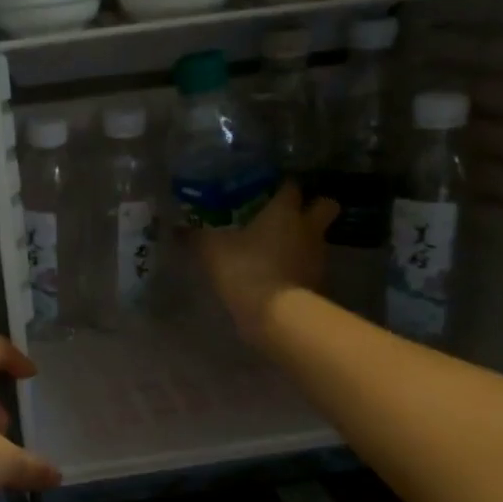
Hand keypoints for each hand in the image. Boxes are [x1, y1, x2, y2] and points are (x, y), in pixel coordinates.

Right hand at [197, 183, 337, 344]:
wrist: (276, 315)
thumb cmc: (245, 269)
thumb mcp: (211, 251)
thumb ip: (197, 237)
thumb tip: (177, 228)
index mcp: (285, 210)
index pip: (291, 186)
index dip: (281, 186)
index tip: (268, 189)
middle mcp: (308, 227)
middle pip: (325, 204)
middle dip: (313, 205)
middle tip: (289, 213)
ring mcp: (318, 255)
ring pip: (318, 236)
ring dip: (303, 239)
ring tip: (277, 247)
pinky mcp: (319, 281)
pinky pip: (311, 264)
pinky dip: (299, 266)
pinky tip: (279, 273)